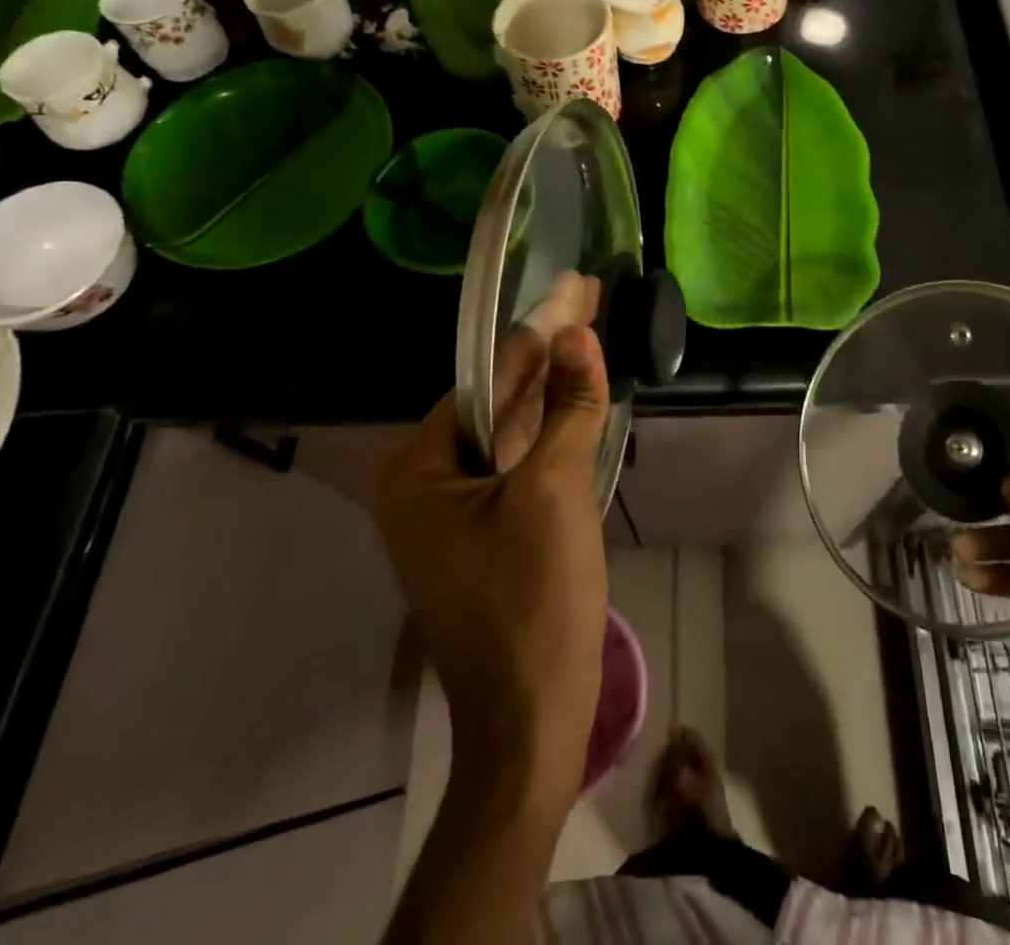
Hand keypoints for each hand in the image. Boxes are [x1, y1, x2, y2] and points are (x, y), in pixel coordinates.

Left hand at [374, 316, 609, 799]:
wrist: (532, 720)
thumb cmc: (533, 601)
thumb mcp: (555, 490)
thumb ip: (569, 407)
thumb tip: (580, 332)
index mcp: (418, 470)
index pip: (485, 380)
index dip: (536, 333)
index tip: (574, 289)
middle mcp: (424, 486)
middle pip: (497, 402)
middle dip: (547, 355)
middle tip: (590, 301)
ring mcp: (454, 514)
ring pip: (511, 434)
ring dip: (552, 391)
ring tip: (591, 337)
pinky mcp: (486, 535)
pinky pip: (518, 468)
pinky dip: (550, 435)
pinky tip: (579, 402)